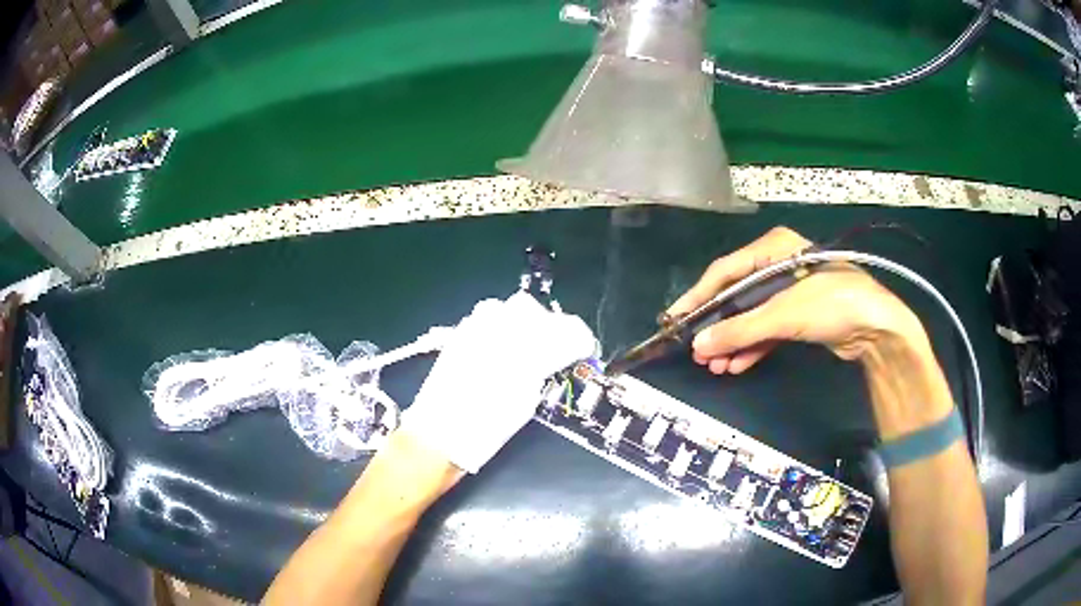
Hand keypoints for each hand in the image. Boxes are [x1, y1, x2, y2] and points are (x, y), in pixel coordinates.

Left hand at [401, 292, 596, 472]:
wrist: (438, 434)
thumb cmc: (485, 429)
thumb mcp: (526, 403)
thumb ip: (544, 372)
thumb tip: (556, 359)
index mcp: (527, 352)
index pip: (569, 331)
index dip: (582, 341)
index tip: (585, 352)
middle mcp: (503, 330)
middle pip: (541, 313)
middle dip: (555, 328)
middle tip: (559, 350)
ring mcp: (479, 327)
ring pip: (515, 307)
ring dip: (529, 323)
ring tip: (531, 346)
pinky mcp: (462, 331)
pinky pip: (492, 314)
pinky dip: (505, 325)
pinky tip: (505, 345)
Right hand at [667, 227, 928, 373]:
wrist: (877, 327)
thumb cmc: (832, 303)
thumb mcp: (784, 314)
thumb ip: (740, 330)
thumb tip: (698, 347)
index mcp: (772, 248)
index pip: (724, 271)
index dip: (698, 296)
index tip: (674, 319)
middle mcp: (777, 265)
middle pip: (736, 295)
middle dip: (717, 325)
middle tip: (696, 350)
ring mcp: (789, 292)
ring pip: (751, 316)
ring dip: (733, 341)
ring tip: (714, 365)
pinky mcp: (799, 315)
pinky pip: (767, 330)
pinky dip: (752, 347)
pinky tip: (736, 365)